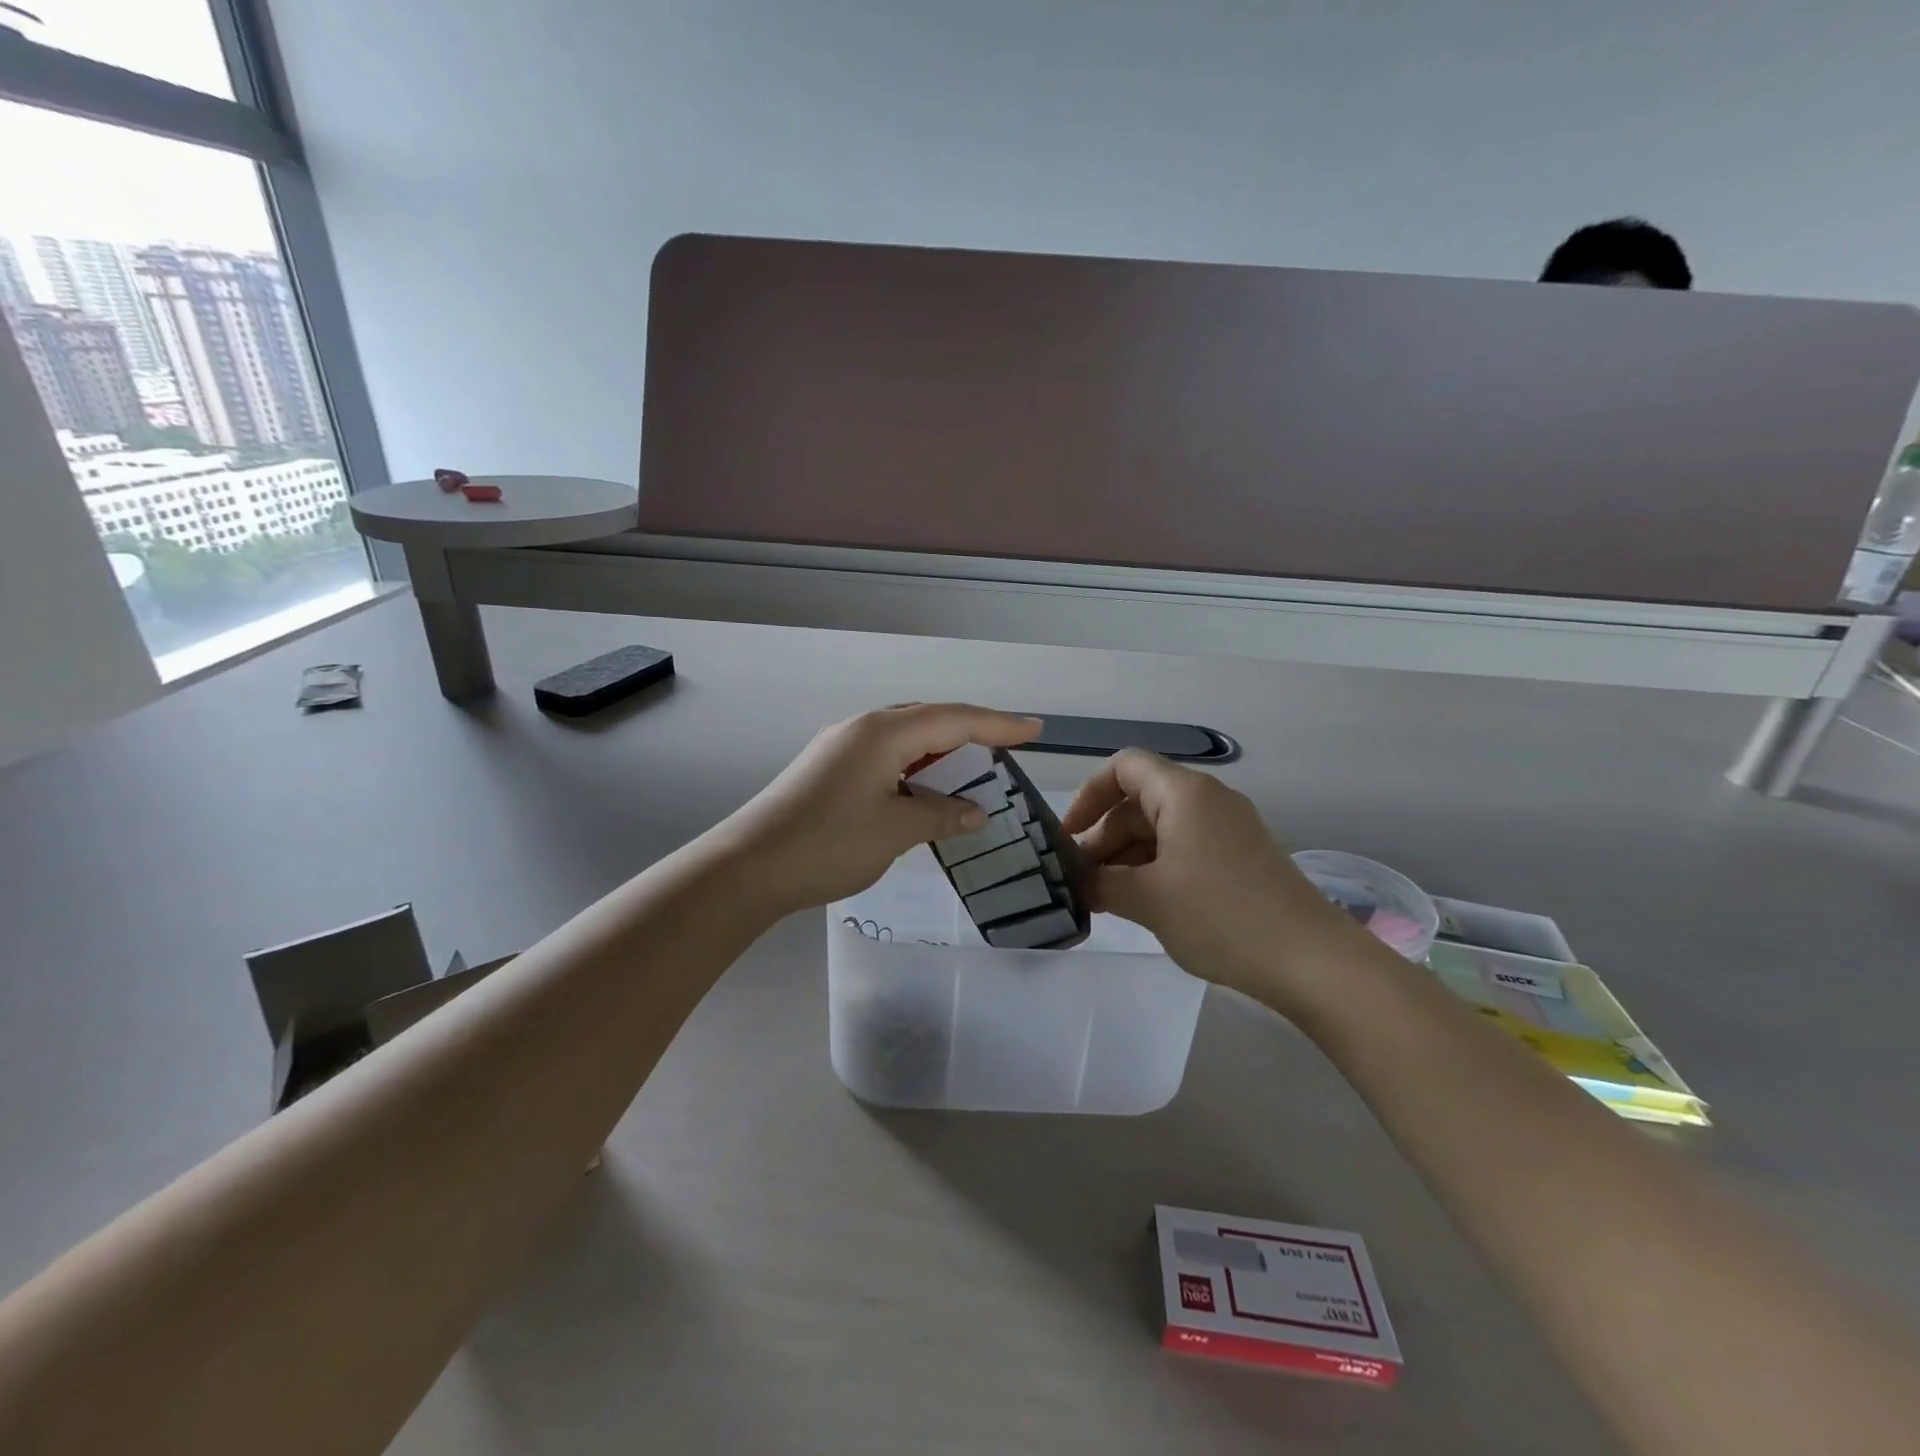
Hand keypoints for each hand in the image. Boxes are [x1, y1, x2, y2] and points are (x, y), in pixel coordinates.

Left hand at [714, 703, 1042, 916]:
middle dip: (971, 732)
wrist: (747, 868)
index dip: (998, 724)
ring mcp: (840, 747)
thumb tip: (976, 812)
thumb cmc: (827, 844)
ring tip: (972, 772)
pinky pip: (885, 756)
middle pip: (929, 720)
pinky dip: (914, 768)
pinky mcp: (827, 769)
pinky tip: (924, 790)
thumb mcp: (895, 831)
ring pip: (905, 738)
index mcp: (883, 733)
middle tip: (1007, 750)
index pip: (954, 719)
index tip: (1036, 729)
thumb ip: (942, 816)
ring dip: (941, 753)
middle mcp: (862, 729)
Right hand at [1061, 749, 1357, 1000]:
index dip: (1088, 795)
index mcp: (1184, 793)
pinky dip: (1156, 868)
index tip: (1067, 836)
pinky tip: (1142, 903)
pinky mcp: (1241, 857)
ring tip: (1105, 899)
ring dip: (1128, 857)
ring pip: (1161, 828)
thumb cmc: (1221, 916)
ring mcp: (1228, 828)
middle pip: (1139, 800)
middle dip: (1104, 836)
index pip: (1123, 767)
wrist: (1312, 960)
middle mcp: (1207, 799)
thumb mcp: (1148, 899)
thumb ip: (1101, 883)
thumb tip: (1077, 882)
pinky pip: (1185, 848)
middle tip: (1081, 881)